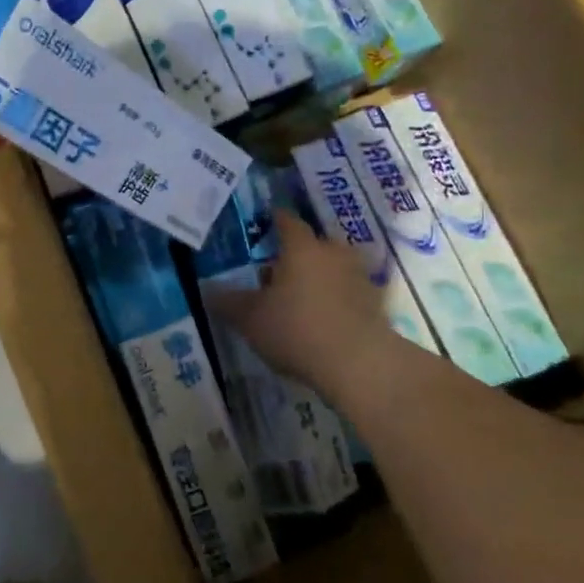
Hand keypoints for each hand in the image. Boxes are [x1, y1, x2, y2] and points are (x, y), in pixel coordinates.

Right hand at [208, 211, 398, 401]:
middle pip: (312, 244)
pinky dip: (336, 298)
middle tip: (275, 271)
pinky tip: (323, 319)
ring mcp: (359, 276)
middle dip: (295, 254)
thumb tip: (207, 291)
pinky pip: (348, 292)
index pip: (287, 221)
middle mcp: (333, 253)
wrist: (359, 363)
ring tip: (299, 298)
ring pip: (332, 267)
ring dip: (317, 276)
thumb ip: (229, 303)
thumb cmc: (297, 330)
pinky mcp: (375, 302)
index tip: (266, 220)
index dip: (275, 219)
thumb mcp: (251, 319)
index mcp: (301, 248)